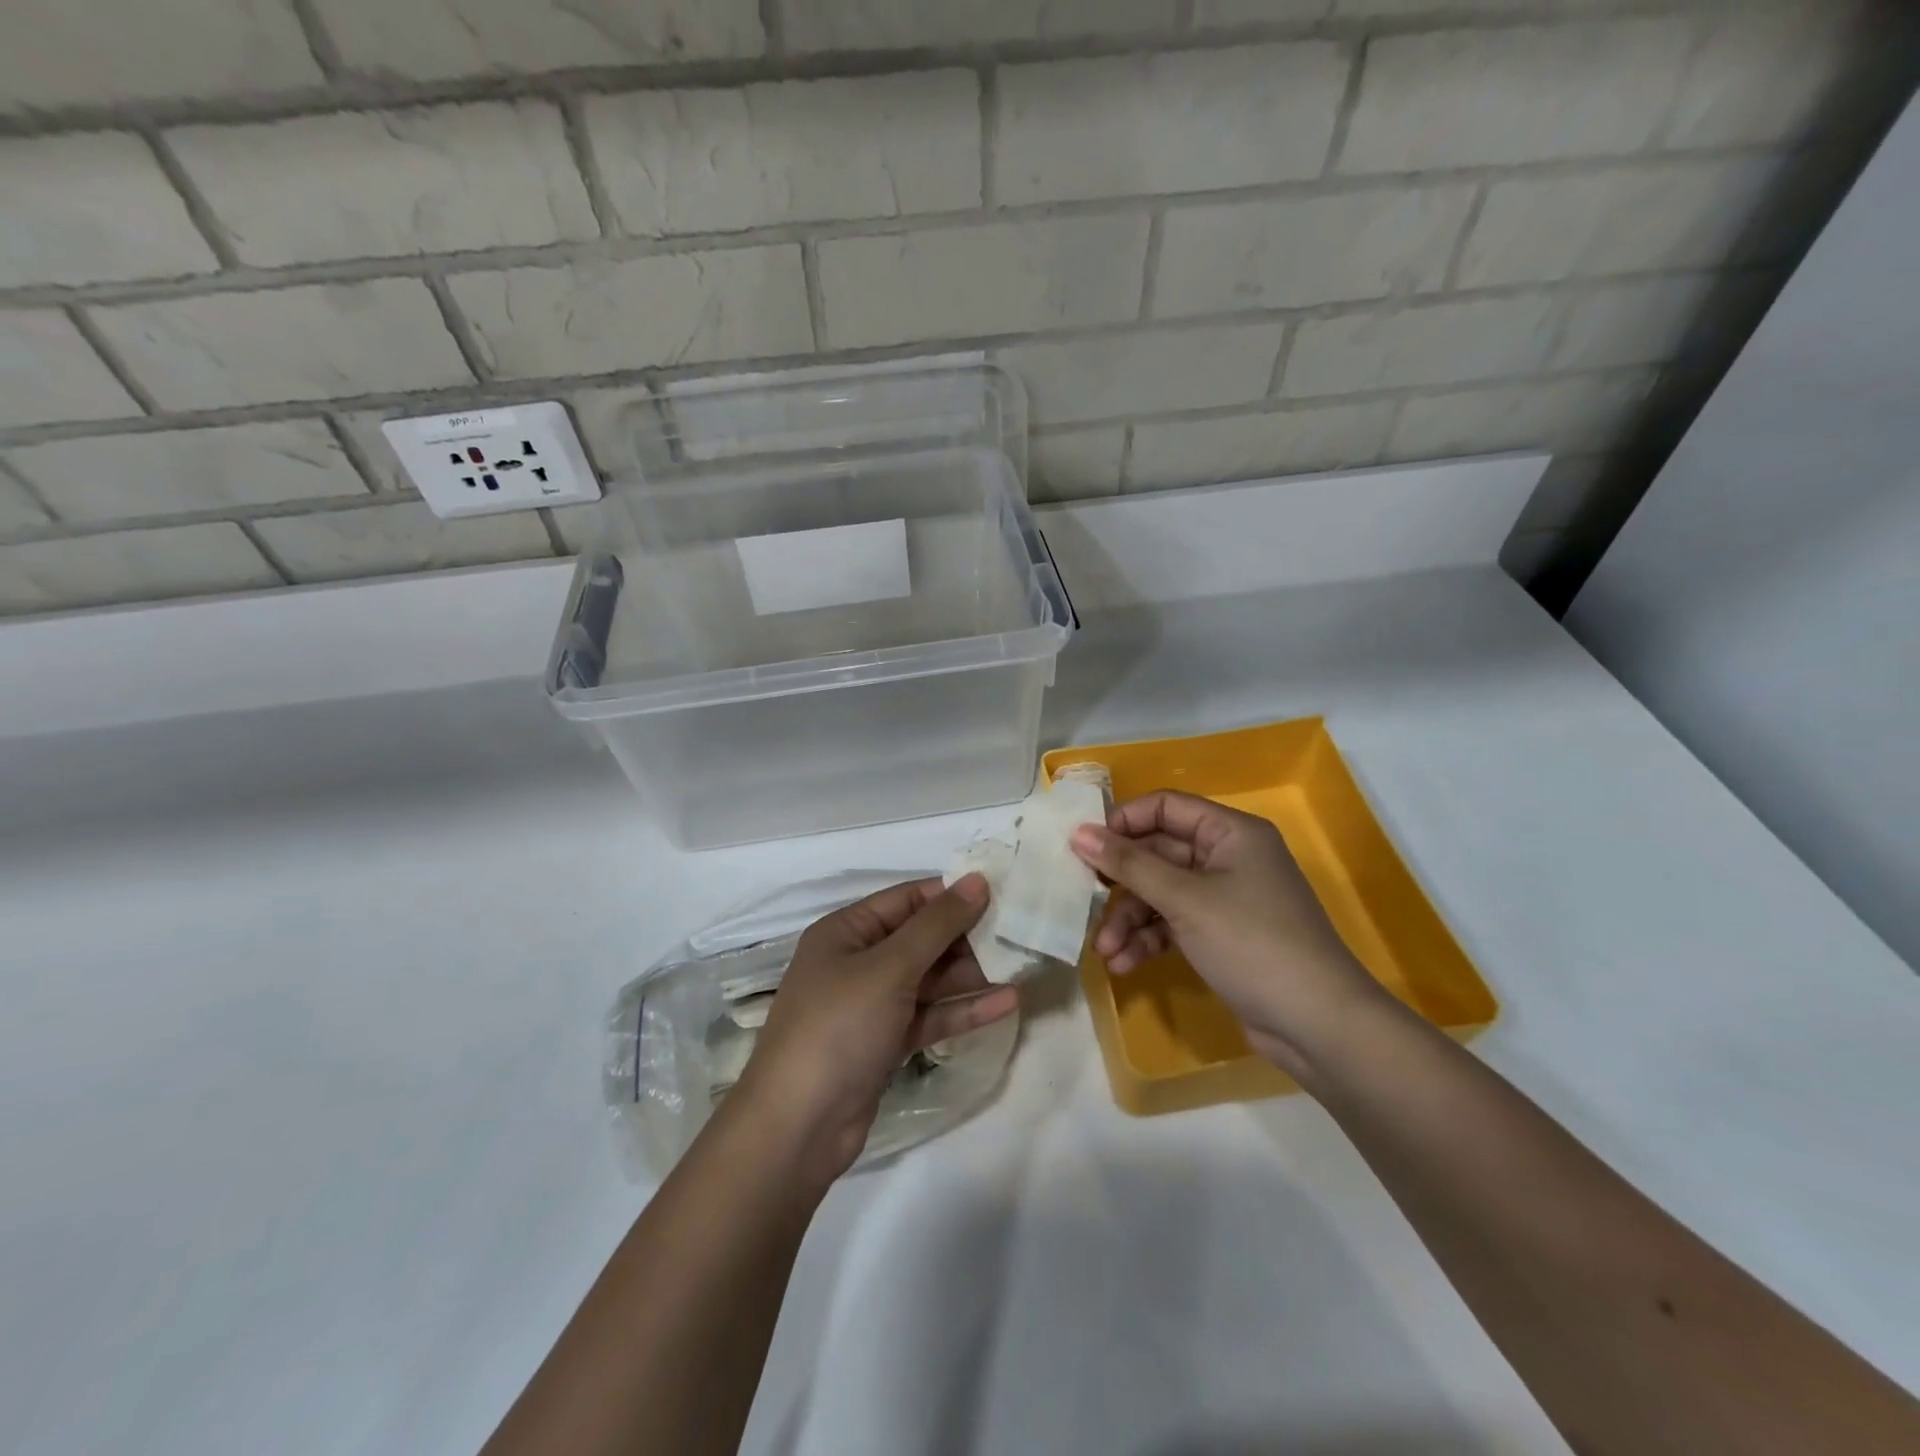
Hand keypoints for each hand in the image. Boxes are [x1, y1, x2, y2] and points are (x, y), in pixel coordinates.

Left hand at [734, 875, 1019, 1184]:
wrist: (798, 1127)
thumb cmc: (839, 1027)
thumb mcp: (889, 967)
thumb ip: (937, 925)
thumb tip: (977, 880)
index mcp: (846, 931)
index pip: (907, 900)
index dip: (951, 894)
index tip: (1001, 892)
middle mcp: (857, 962)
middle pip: (920, 939)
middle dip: (965, 936)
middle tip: (1017, 933)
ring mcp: (871, 1005)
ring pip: (929, 979)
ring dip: (970, 974)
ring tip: (1020, 965)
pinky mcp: (885, 1043)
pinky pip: (929, 1015)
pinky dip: (962, 1009)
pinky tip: (1006, 1003)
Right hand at [1070, 792, 1385, 1080]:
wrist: (1316, 1024)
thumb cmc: (1252, 943)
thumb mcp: (1185, 899)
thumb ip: (1129, 865)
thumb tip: (1079, 833)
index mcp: (1230, 832)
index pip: (1166, 807)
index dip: (1124, 823)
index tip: (1085, 847)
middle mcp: (1227, 857)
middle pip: (1158, 854)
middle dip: (1122, 885)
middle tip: (1084, 902)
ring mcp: (1224, 898)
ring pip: (1161, 893)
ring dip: (1130, 920)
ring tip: (1105, 951)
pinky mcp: (1220, 934)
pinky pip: (1172, 923)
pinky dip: (1148, 940)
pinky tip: (1124, 964)